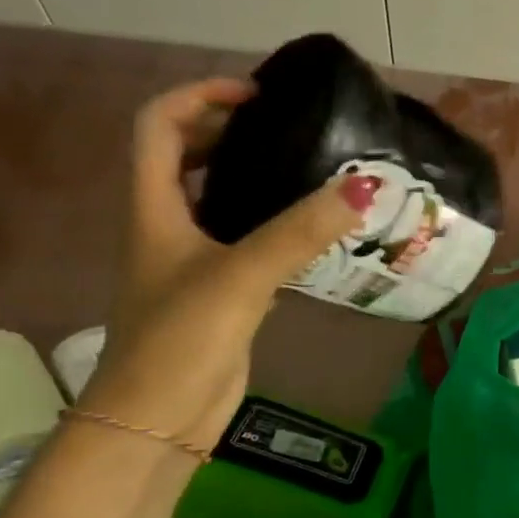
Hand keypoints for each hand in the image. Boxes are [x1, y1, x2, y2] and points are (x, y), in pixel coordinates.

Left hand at [79, 79, 375, 450]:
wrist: (158, 422)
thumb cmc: (180, 341)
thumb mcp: (239, 277)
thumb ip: (300, 232)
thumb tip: (363, 187)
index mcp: (154, 209)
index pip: (158, 126)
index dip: (199, 96)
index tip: (256, 95)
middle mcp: (168, 228)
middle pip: (186, 158)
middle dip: (230, 133)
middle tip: (290, 131)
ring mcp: (194, 265)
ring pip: (220, 203)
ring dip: (255, 181)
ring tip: (310, 172)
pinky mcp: (221, 297)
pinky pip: (248, 245)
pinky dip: (275, 229)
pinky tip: (314, 234)